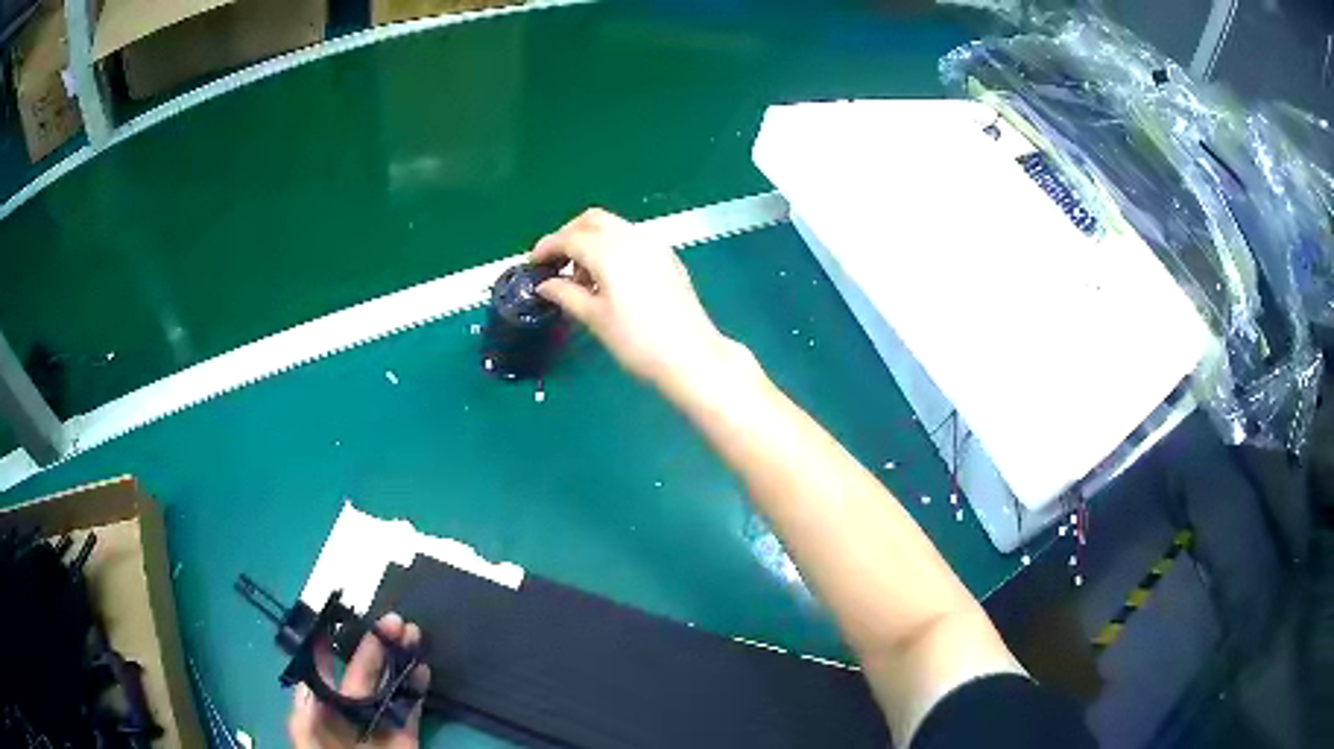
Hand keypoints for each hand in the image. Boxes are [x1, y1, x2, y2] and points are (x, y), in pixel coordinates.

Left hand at [288, 613, 429, 748]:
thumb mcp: (309, 743)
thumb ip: (305, 715)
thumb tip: (308, 679)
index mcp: (320, 712)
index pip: (324, 671)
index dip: (334, 644)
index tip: (345, 616)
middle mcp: (350, 714)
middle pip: (361, 674)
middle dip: (375, 645)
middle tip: (393, 620)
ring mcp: (379, 727)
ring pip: (389, 687)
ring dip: (400, 660)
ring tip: (412, 633)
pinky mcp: (406, 741)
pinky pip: (411, 711)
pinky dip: (417, 689)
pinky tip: (423, 668)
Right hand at [532, 209, 747, 398]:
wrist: (691, 356)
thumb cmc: (637, 341)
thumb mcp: (595, 318)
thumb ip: (566, 294)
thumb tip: (545, 285)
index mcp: (610, 251)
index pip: (570, 238)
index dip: (547, 247)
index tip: (533, 262)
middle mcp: (633, 238)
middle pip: (593, 220)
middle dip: (569, 235)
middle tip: (556, 262)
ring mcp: (655, 246)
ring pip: (614, 228)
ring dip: (592, 241)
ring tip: (581, 278)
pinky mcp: (668, 259)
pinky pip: (632, 240)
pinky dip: (612, 248)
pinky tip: (609, 279)